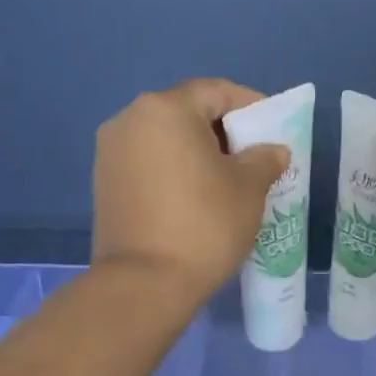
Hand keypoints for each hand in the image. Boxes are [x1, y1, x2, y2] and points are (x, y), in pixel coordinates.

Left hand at [92, 79, 289, 309]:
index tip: (273, 129)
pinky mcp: (103, 183)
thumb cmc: (203, 224)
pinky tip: (195, 197)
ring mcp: (111, 152)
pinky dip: (174, 170)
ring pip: (165, 139)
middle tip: (253, 156)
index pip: (216, 91)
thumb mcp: (249, 188)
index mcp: (165, 109)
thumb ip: (264, 159)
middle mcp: (130, 119)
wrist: (143, 284)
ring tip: (227, 179)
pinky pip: (148, 163)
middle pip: (187, 112)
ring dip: (197, 152)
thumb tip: (272, 151)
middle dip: (223, 130)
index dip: (250, 105)